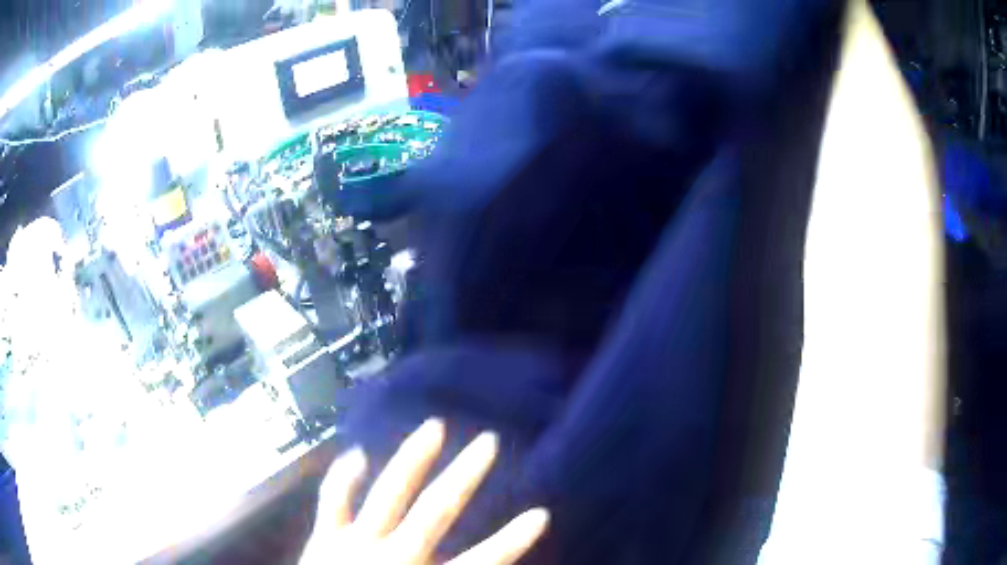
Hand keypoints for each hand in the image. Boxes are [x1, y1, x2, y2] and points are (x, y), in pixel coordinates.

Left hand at [299, 419, 548, 564]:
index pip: (482, 561)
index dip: (513, 539)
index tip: (540, 515)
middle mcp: (395, 555)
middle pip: (437, 509)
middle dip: (465, 474)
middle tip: (488, 441)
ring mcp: (355, 542)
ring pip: (389, 491)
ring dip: (413, 458)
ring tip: (434, 427)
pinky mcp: (325, 537)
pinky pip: (333, 499)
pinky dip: (344, 475)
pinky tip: (357, 452)